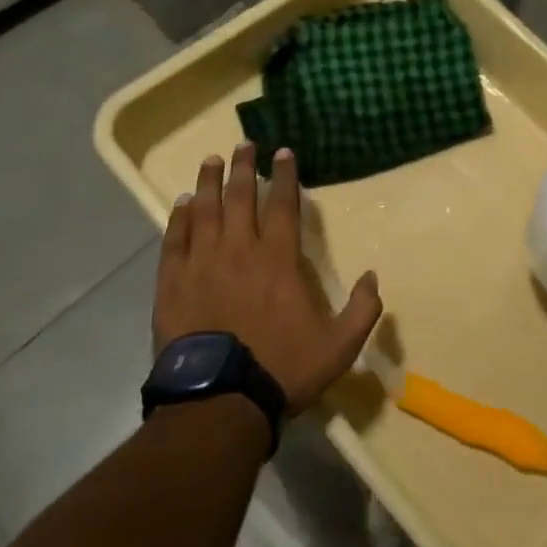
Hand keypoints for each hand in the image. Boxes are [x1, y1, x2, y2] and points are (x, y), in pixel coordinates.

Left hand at [153, 142, 383, 410]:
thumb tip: (374, 276)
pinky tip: (181, 204)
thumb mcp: (338, 346)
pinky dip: (178, 219)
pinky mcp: (173, 282)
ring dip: (209, 182)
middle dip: (244, 166)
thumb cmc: (281, 369)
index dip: (284, 175)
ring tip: (211, 161)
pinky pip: (175, 240)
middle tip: (243, 144)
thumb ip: (362, 310)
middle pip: (240, 197)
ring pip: (205, 210)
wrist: (219, 402)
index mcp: (278, 259)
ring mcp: (202, 263)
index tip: (282, 152)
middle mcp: (239, 249)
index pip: (283, 204)